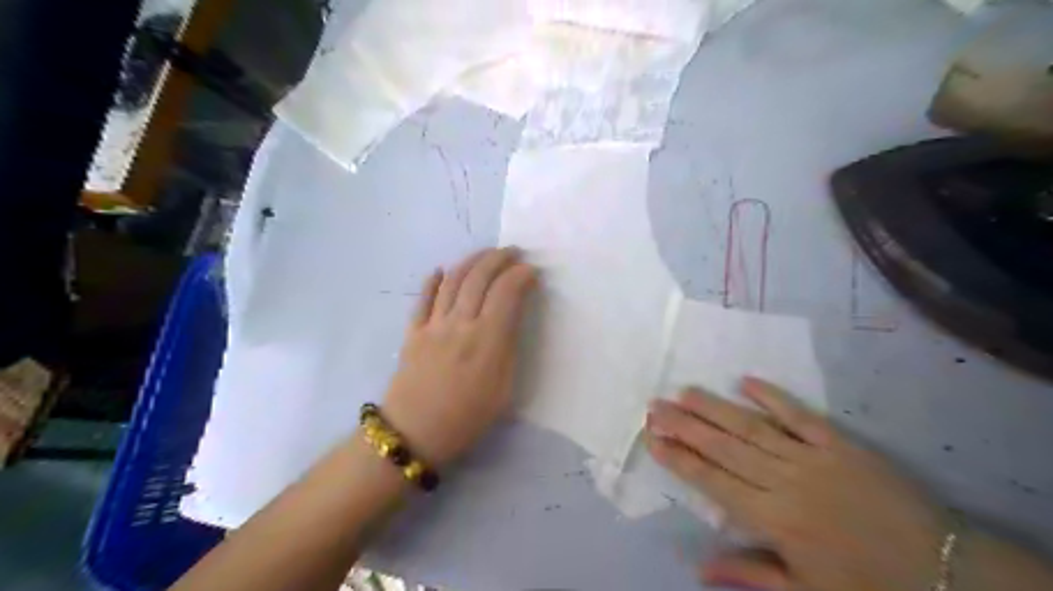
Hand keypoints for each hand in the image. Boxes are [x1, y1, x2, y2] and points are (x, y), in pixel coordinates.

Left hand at [380, 246, 534, 468]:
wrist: (414, 435)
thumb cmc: (467, 419)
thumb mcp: (504, 390)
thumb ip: (509, 349)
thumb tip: (511, 319)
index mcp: (487, 340)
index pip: (507, 292)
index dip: (521, 276)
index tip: (532, 272)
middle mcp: (460, 323)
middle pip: (480, 277)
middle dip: (499, 259)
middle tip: (513, 252)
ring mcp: (433, 325)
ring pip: (453, 280)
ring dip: (472, 261)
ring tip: (486, 253)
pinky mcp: (413, 331)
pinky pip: (422, 298)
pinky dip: (433, 280)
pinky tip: (441, 270)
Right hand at [648, 377, 951, 590]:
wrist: (945, 570)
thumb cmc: (866, 584)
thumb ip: (749, 573)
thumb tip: (696, 566)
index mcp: (773, 518)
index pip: (712, 481)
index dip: (679, 458)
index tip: (652, 438)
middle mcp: (784, 480)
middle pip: (723, 447)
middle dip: (685, 425)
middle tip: (655, 405)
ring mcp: (812, 456)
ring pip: (751, 426)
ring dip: (715, 407)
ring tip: (684, 391)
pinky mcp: (840, 442)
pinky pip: (800, 414)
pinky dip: (773, 396)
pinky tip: (745, 380)